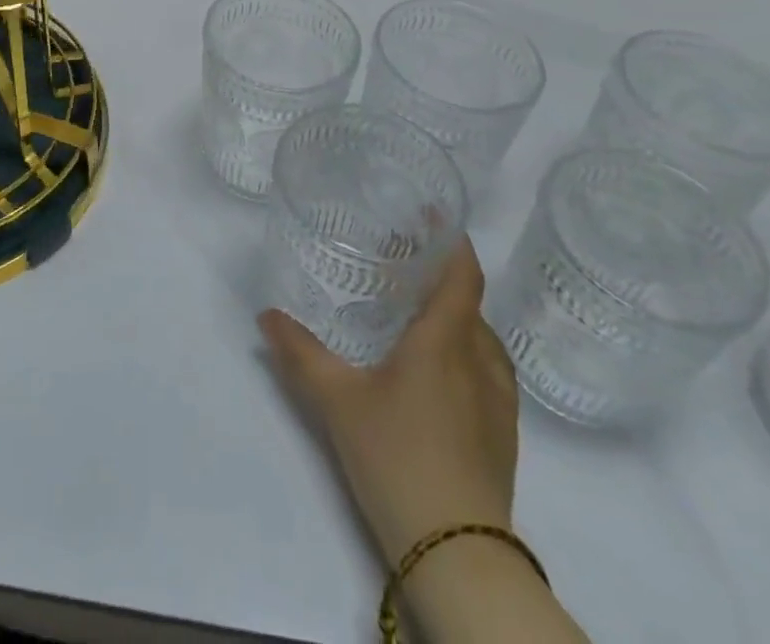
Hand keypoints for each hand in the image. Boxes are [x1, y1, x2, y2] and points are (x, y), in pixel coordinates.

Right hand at [260, 239, 517, 567]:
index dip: (453, 240)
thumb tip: (266, 316)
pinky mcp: (503, 433)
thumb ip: (300, 353)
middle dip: (442, 276)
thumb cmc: (396, 456)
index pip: (463, 274)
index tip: (432, 215)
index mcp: (445, 340)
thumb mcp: (337, 400)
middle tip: (402, 262)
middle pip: (470, 303)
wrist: (458, 554)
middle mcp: (479, 359)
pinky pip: (487, 370)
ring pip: (481, 338)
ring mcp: (498, 399)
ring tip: (417, 311)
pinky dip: (465, 350)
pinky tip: (436, 370)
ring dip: (456, 316)